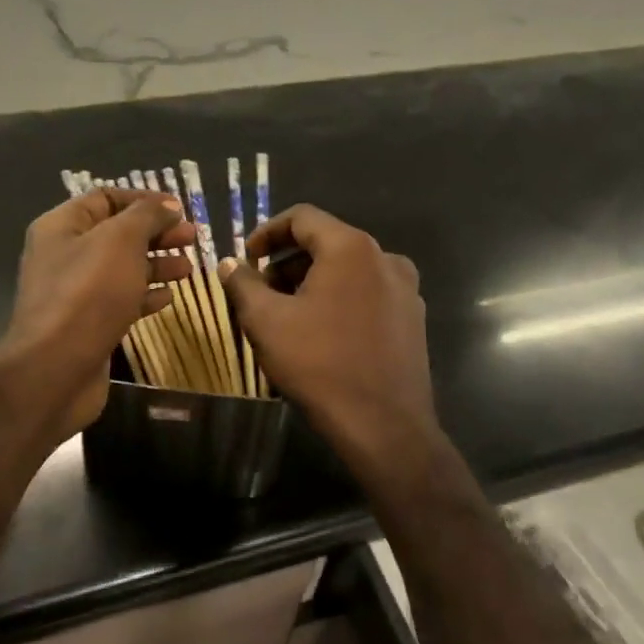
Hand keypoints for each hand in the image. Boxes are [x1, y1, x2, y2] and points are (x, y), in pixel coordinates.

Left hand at [0, 188, 194, 439]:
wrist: (56, 368)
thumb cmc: (88, 293)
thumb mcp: (120, 240)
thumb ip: (147, 216)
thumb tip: (169, 206)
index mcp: (62, 226)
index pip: (105, 198)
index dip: (144, 200)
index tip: (180, 209)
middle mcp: (64, 255)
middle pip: (117, 234)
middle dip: (156, 233)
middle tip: (192, 238)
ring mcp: (75, 292)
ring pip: (122, 268)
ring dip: (156, 264)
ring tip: (188, 269)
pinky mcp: (88, 324)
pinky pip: (120, 301)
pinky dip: (145, 296)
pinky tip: (168, 298)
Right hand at [218, 206, 441, 491]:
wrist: (384, 426)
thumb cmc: (319, 364)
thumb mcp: (266, 322)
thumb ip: (243, 284)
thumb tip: (230, 264)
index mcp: (351, 248)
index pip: (302, 217)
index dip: (267, 232)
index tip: (246, 258)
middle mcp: (385, 258)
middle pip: (327, 242)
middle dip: (287, 262)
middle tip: (260, 291)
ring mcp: (405, 289)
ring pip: (348, 270)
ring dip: (312, 282)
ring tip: (286, 314)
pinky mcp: (413, 319)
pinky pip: (367, 293)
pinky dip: (339, 299)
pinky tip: (321, 332)